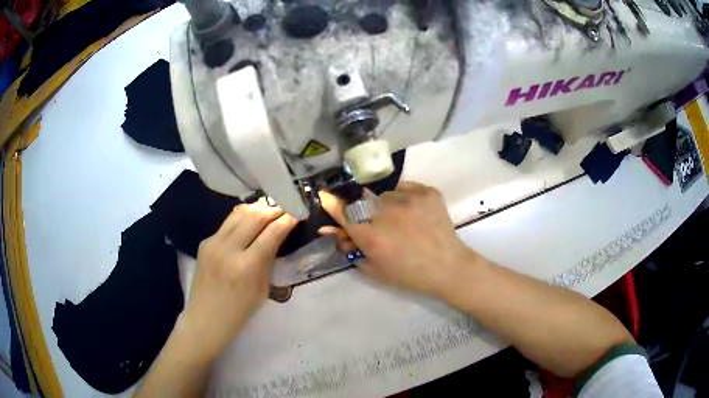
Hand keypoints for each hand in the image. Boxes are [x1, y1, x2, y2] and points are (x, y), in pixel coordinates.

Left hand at [178, 198, 297, 359]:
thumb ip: (269, 260)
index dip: (287, 219)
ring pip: (239, 212)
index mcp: (246, 267)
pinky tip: (251, 221)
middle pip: (255, 216)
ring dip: (257, 208)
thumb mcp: (262, 289)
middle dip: (273, 208)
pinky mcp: (205, 241)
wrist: (205, 319)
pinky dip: (243, 218)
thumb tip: (278, 235)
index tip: (298, 212)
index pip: (271, 233)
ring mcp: (213, 243)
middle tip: (286, 206)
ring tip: (270, 209)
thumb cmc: (239, 312)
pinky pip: (227, 223)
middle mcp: (228, 249)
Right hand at [319, 182, 478, 297]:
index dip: (332, 204)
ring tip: (403, 221)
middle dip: (366, 213)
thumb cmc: (409, 274)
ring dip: (386, 206)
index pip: (344, 214)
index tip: (324, 195)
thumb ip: (350, 249)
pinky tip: (415, 213)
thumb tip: (330, 231)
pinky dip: (405, 198)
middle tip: (382, 226)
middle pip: (363, 203)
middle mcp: (387, 214)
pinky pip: (405, 188)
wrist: (448, 267)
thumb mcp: (374, 269)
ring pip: (385, 195)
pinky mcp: (427, 193)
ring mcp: (409, 200)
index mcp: (372, 237)